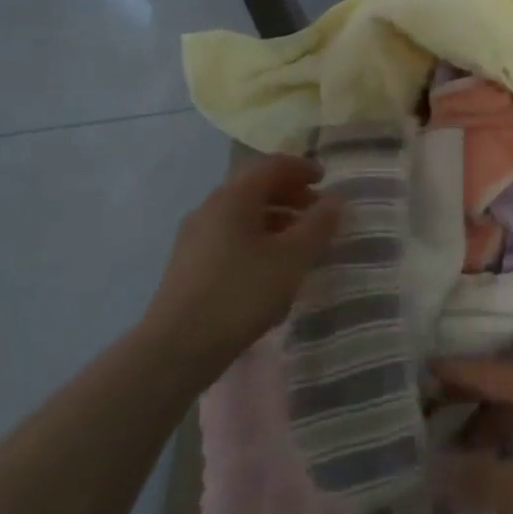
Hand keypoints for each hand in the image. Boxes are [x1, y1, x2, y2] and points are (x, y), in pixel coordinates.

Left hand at [142, 155, 341, 363]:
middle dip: (291, 195)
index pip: (272, 166)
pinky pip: (231, 236)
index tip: (326, 181)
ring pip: (243, 214)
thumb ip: (318, 225)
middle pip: (255, 188)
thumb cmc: (242, 293)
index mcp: (233, 198)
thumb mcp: (293, 258)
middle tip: (318, 212)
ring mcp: (195, 237)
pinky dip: (258, 238)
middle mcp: (210, 208)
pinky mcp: (189, 264)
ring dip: (276, 219)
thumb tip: (335, 200)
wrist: (177, 347)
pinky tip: (272, 268)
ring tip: (301, 243)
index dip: (302, 168)